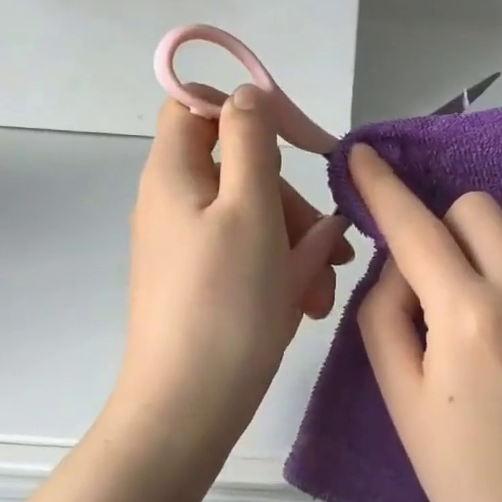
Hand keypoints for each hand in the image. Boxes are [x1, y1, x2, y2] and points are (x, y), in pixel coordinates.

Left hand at [108, 87, 352, 467]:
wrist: (189, 406)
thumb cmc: (224, 300)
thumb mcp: (250, 208)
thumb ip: (251, 141)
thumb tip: (247, 94)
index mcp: (175, 174)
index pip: (195, 107)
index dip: (244, 109)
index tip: (294, 139)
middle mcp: (176, 204)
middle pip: (242, 169)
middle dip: (291, 202)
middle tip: (326, 244)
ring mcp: (190, 246)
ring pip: (256, 218)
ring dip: (298, 244)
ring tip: (322, 291)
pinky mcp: (205, 283)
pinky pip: (249, 257)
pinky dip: (282, 271)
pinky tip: (306, 302)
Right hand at [347, 143, 501, 501]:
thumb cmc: (459, 474)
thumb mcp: (399, 395)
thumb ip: (386, 312)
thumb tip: (403, 263)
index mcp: (469, 318)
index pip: (416, 228)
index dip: (383, 187)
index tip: (363, 155)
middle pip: (481, 209)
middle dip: (446, 228)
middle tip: (436, 281)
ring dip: (490, 254)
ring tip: (484, 315)